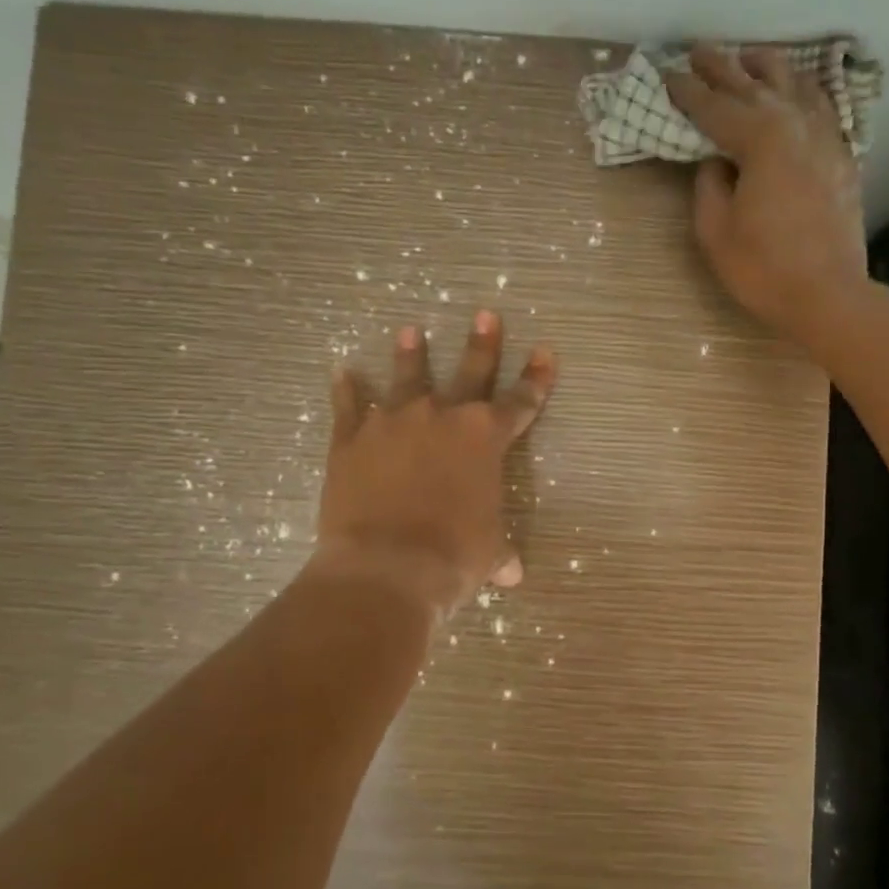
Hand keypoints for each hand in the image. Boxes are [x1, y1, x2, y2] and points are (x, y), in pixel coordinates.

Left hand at [311, 309, 554, 617]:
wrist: (386, 568)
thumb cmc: (452, 557)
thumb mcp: (487, 553)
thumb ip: (499, 552)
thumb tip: (511, 574)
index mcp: (485, 439)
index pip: (521, 402)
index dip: (537, 378)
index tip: (546, 351)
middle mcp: (443, 417)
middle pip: (469, 372)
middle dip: (482, 343)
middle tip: (486, 314)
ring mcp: (395, 423)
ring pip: (407, 378)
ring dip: (411, 354)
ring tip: (410, 330)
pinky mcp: (352, 439)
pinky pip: (349, 406)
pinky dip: (346, 390)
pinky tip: (342, 372)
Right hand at [663, 45, 869, 348]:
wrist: (828, 295)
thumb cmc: (763, 268)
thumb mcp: (715, 230)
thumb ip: (709, 185)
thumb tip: (716, 160)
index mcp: (759, 139)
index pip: (715, 106)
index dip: (687, 91)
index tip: (667, 73)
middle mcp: (795, 124)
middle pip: (753, 84)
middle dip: (722, 66)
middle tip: (698, 50)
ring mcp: (825, 137)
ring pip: (795, 85)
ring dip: (767, 67)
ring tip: (748, 57)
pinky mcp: (842, 156)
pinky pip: (822, 107)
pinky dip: (803, 91)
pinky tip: (797, 91)